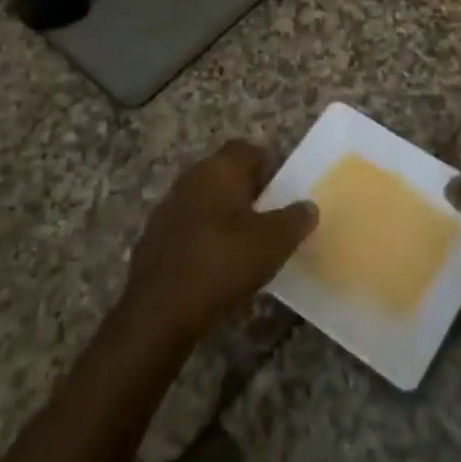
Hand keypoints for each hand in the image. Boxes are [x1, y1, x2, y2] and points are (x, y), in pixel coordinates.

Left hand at [122, 140, 316, 343]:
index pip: (247, 149)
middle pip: (224, 174)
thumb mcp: (275, 242)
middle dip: (246, 191)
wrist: (160, 312)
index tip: (281, 191)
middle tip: (268, 217)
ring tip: (243, 244)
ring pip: (204, 201)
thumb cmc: (224, 262)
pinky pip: (187, 229)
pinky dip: (202, 239)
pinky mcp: (152, 241)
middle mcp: (190, 179)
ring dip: (222, 215)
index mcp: (219, 169)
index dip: (267, 165)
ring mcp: (166, 209)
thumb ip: (296, 219)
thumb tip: (308, 207)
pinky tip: (215, 266)